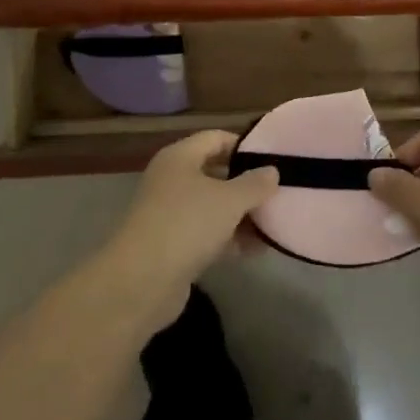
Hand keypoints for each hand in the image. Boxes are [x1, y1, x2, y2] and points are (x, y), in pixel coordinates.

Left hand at [105, 130, 278, 298]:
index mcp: (179, 158)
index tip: (273, 159)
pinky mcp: (173, 245)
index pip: (215, 138)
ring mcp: (170, 214)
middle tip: (278, 192)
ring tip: (274, 223)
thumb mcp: (229, 200)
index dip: (244, 146)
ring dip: (241, 215)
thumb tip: (272, 171)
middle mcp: (171, 180)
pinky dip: (230, 239)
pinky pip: (207, 234)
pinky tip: (257, 250)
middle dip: (246, 184)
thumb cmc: (186, 224)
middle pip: (215, 173)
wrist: (141, 281)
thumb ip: (254, 184)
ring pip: (213, 207)